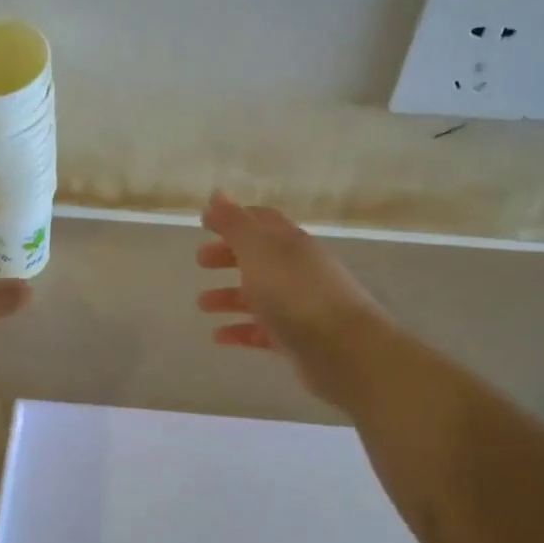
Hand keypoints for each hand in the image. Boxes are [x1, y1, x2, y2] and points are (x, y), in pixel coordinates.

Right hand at [196, 191, 397, 408]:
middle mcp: (296, 269)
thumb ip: (235, 223)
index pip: (261, 221)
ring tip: (201, 304)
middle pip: (258, 257)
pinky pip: (262, 331)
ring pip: (259, 295)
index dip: (233, 219)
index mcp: (289, 242)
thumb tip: (217, 193)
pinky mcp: (297, 338)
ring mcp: (299, 305)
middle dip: (228, 256)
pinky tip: (219, 337)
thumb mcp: (258, 250)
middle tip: (200, 261)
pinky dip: (240, 331)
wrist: (343, 349)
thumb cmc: (295, 292)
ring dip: (229, 296)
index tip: (204, 223)